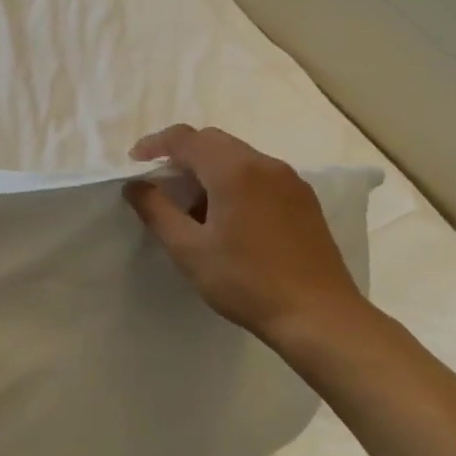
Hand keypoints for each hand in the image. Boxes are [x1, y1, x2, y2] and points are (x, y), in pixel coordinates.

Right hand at [125, 123, 366, 345]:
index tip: (135, 162)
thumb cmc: (246, 281)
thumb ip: (156, 210)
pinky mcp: (304, 200)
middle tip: (161, 183)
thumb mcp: (188, 249)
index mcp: (233, 171)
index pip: (185, 138)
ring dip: (208, 168)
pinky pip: (259, 174)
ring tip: (193, 205)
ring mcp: (289, 180)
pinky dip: (234, 180)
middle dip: (181, 154)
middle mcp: (264, 164)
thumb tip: (135, 186)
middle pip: (212, 141)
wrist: (319, 316)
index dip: (155, 144)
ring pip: (238, 156)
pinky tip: (228, 216)